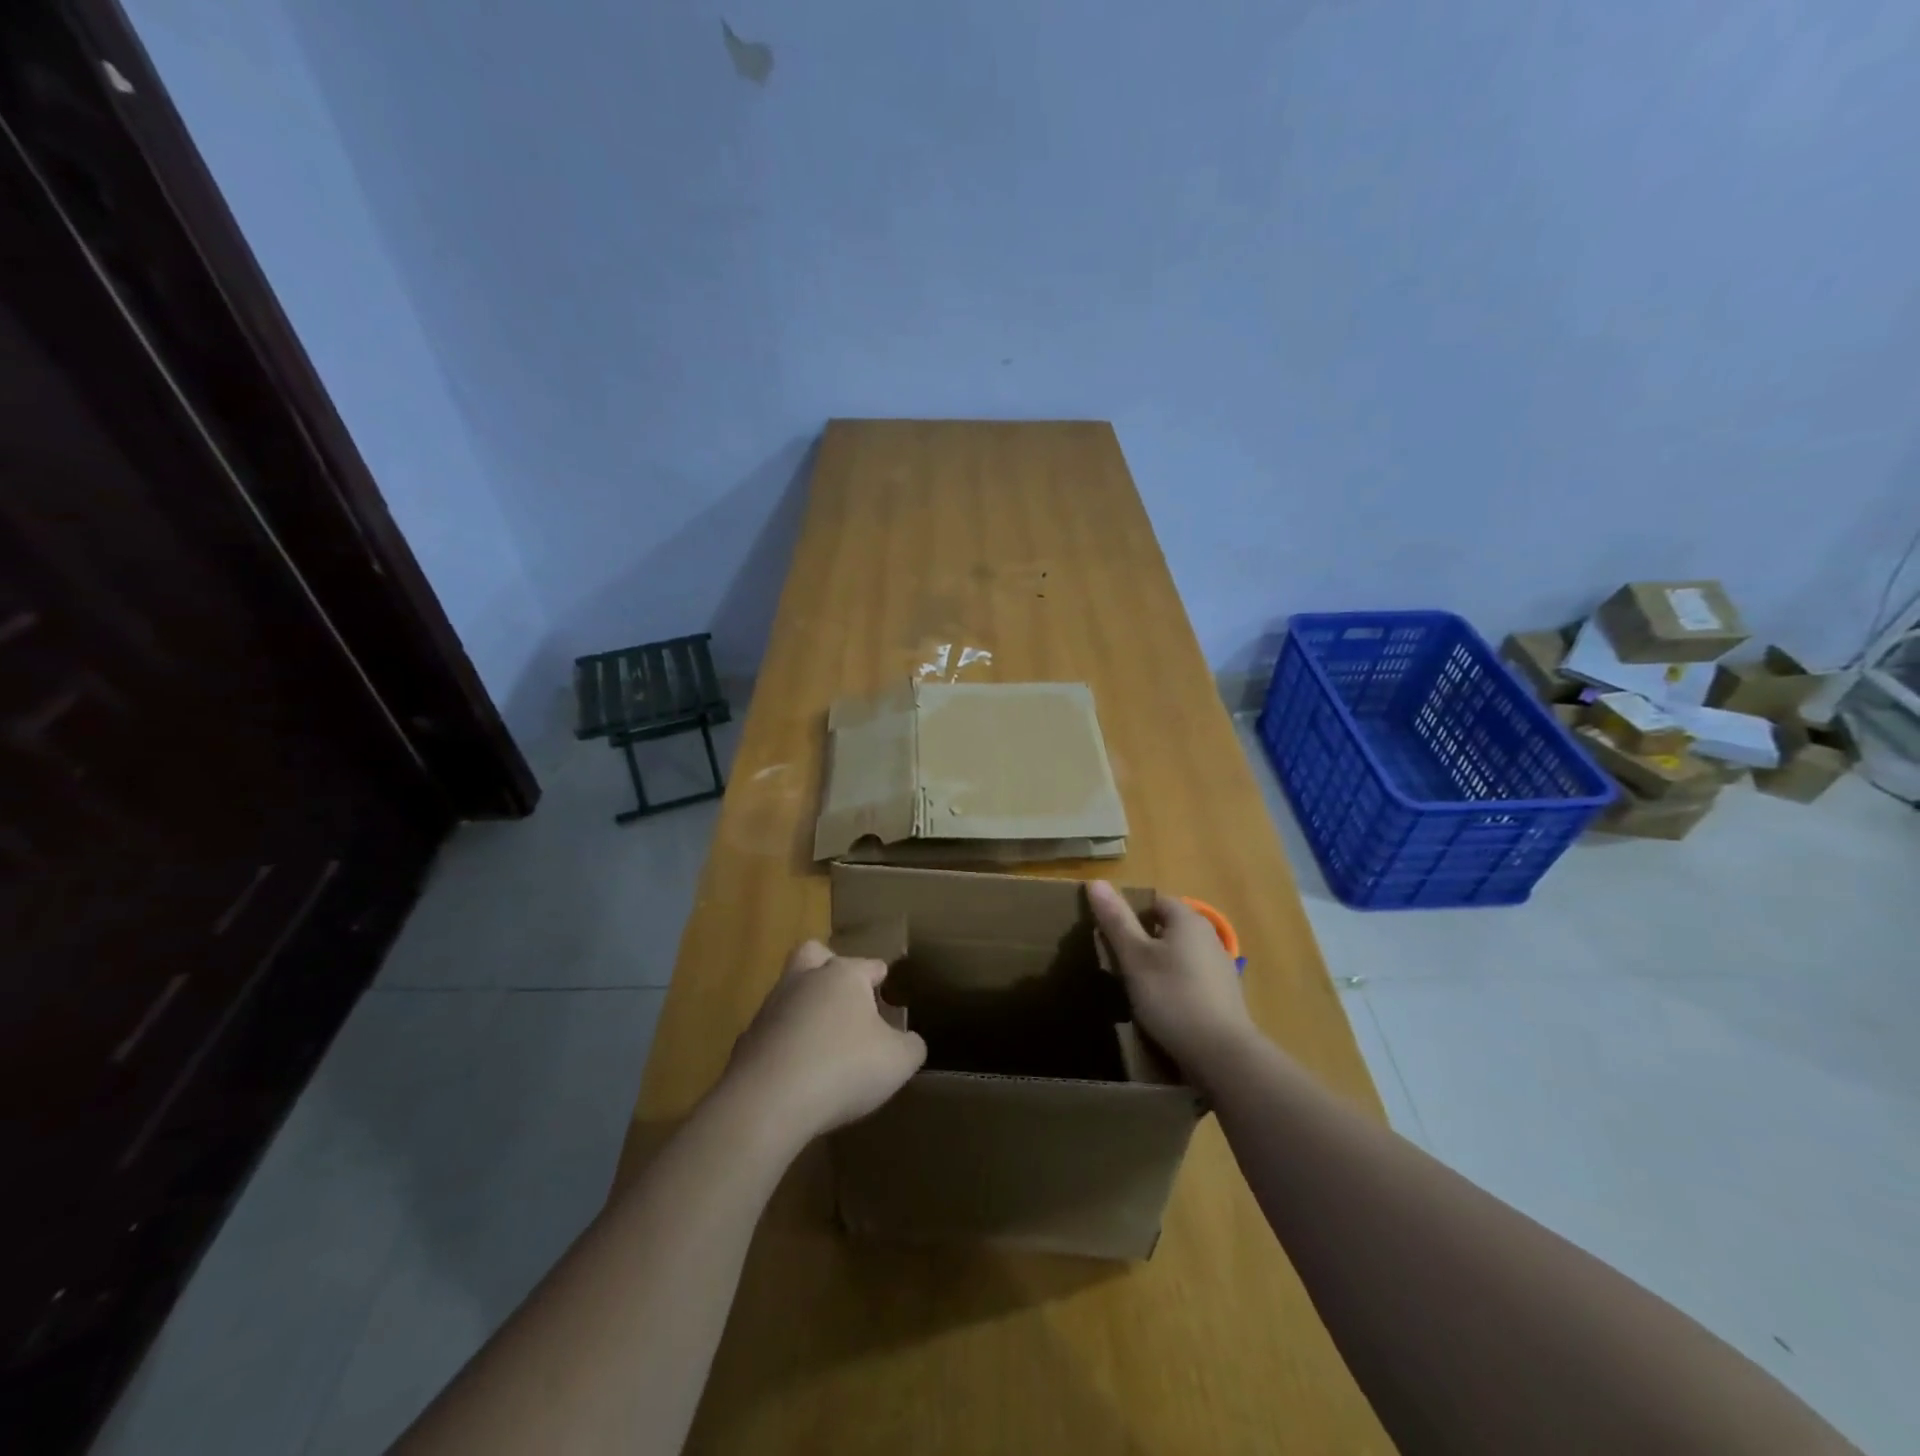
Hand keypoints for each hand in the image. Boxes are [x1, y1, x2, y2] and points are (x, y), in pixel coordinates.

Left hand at [722, 941, 925, 1146]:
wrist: (768, 1102)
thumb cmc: (843, 1068)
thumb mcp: (898, 1061)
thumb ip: (911, 1046)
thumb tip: (909, 1041)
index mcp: (844, 976)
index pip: (869, 965)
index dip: (880, 976)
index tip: (887, 989)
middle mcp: (805, 981)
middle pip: (813, 955)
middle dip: (828, 967)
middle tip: (843, 995)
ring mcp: (771, 1009)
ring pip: (789, 993)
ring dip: (804, 1009)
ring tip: (823, 1042)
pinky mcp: (747, 1041)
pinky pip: (771, 1033)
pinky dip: (784, 1045)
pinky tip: (797, 1072)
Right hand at [1088, 881, 1258, 1085]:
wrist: (1222, 1055)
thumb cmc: (1172, 997)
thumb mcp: (1135, 958)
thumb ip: (1116, 920)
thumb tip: (1094, 882)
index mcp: (1188, 920)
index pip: (1154, 902)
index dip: (1131, 916)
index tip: (1112, 939)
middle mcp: (1209, 936)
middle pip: (1167, 929)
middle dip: (1143, 942)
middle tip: (1120, 965)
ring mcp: (1221, 967)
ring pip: (1180, 956)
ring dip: (1160, 966)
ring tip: (1138, 989)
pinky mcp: (1225, 996)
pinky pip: (1192, 979)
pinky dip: (1176, 987)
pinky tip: (1164, 1009)